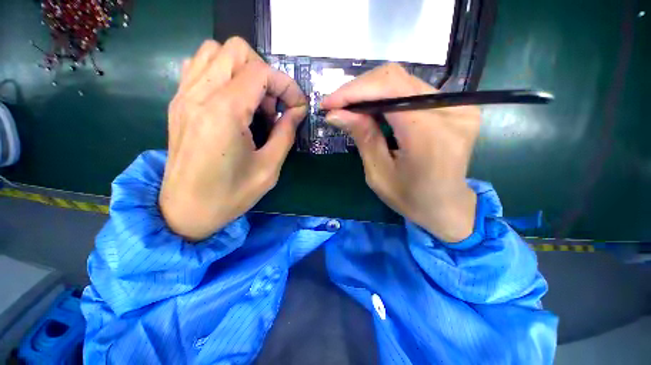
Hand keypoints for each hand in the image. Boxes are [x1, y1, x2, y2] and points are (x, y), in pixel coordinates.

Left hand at [160, 38, 306, 240]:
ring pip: (214, 51)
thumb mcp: (269, 169)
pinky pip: (199, 66)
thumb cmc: (231, 195)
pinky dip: (222, 73)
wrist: (185, 211)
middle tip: (272, 106)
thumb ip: (285, 134)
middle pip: (236, 50)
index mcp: (224, 113)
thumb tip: (296, 112)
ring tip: (253, 103)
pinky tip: (233, 102)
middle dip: (265, 74)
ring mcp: (184, 96)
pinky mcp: (178, 103)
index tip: (298, 107)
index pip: (261, 72)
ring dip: (243, 71)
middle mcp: (199, 95)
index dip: (287, 85)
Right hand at [321, 64, 479, 242]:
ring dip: (371, 92)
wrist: (446, 207)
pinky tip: (373, 109)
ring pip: (404, 81)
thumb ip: (362, 137)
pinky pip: (414, 91)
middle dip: (359, 89)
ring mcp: (458, 106)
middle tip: (336, 105)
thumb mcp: (378, 173)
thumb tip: (335, 113)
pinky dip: (388, 96)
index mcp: (429, 134)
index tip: (328, 104)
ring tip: (350, 107)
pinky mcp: (458, 107)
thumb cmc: (410, 198)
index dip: (353, 91)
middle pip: (396, 79)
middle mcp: (450, 111)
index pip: (388, 90)